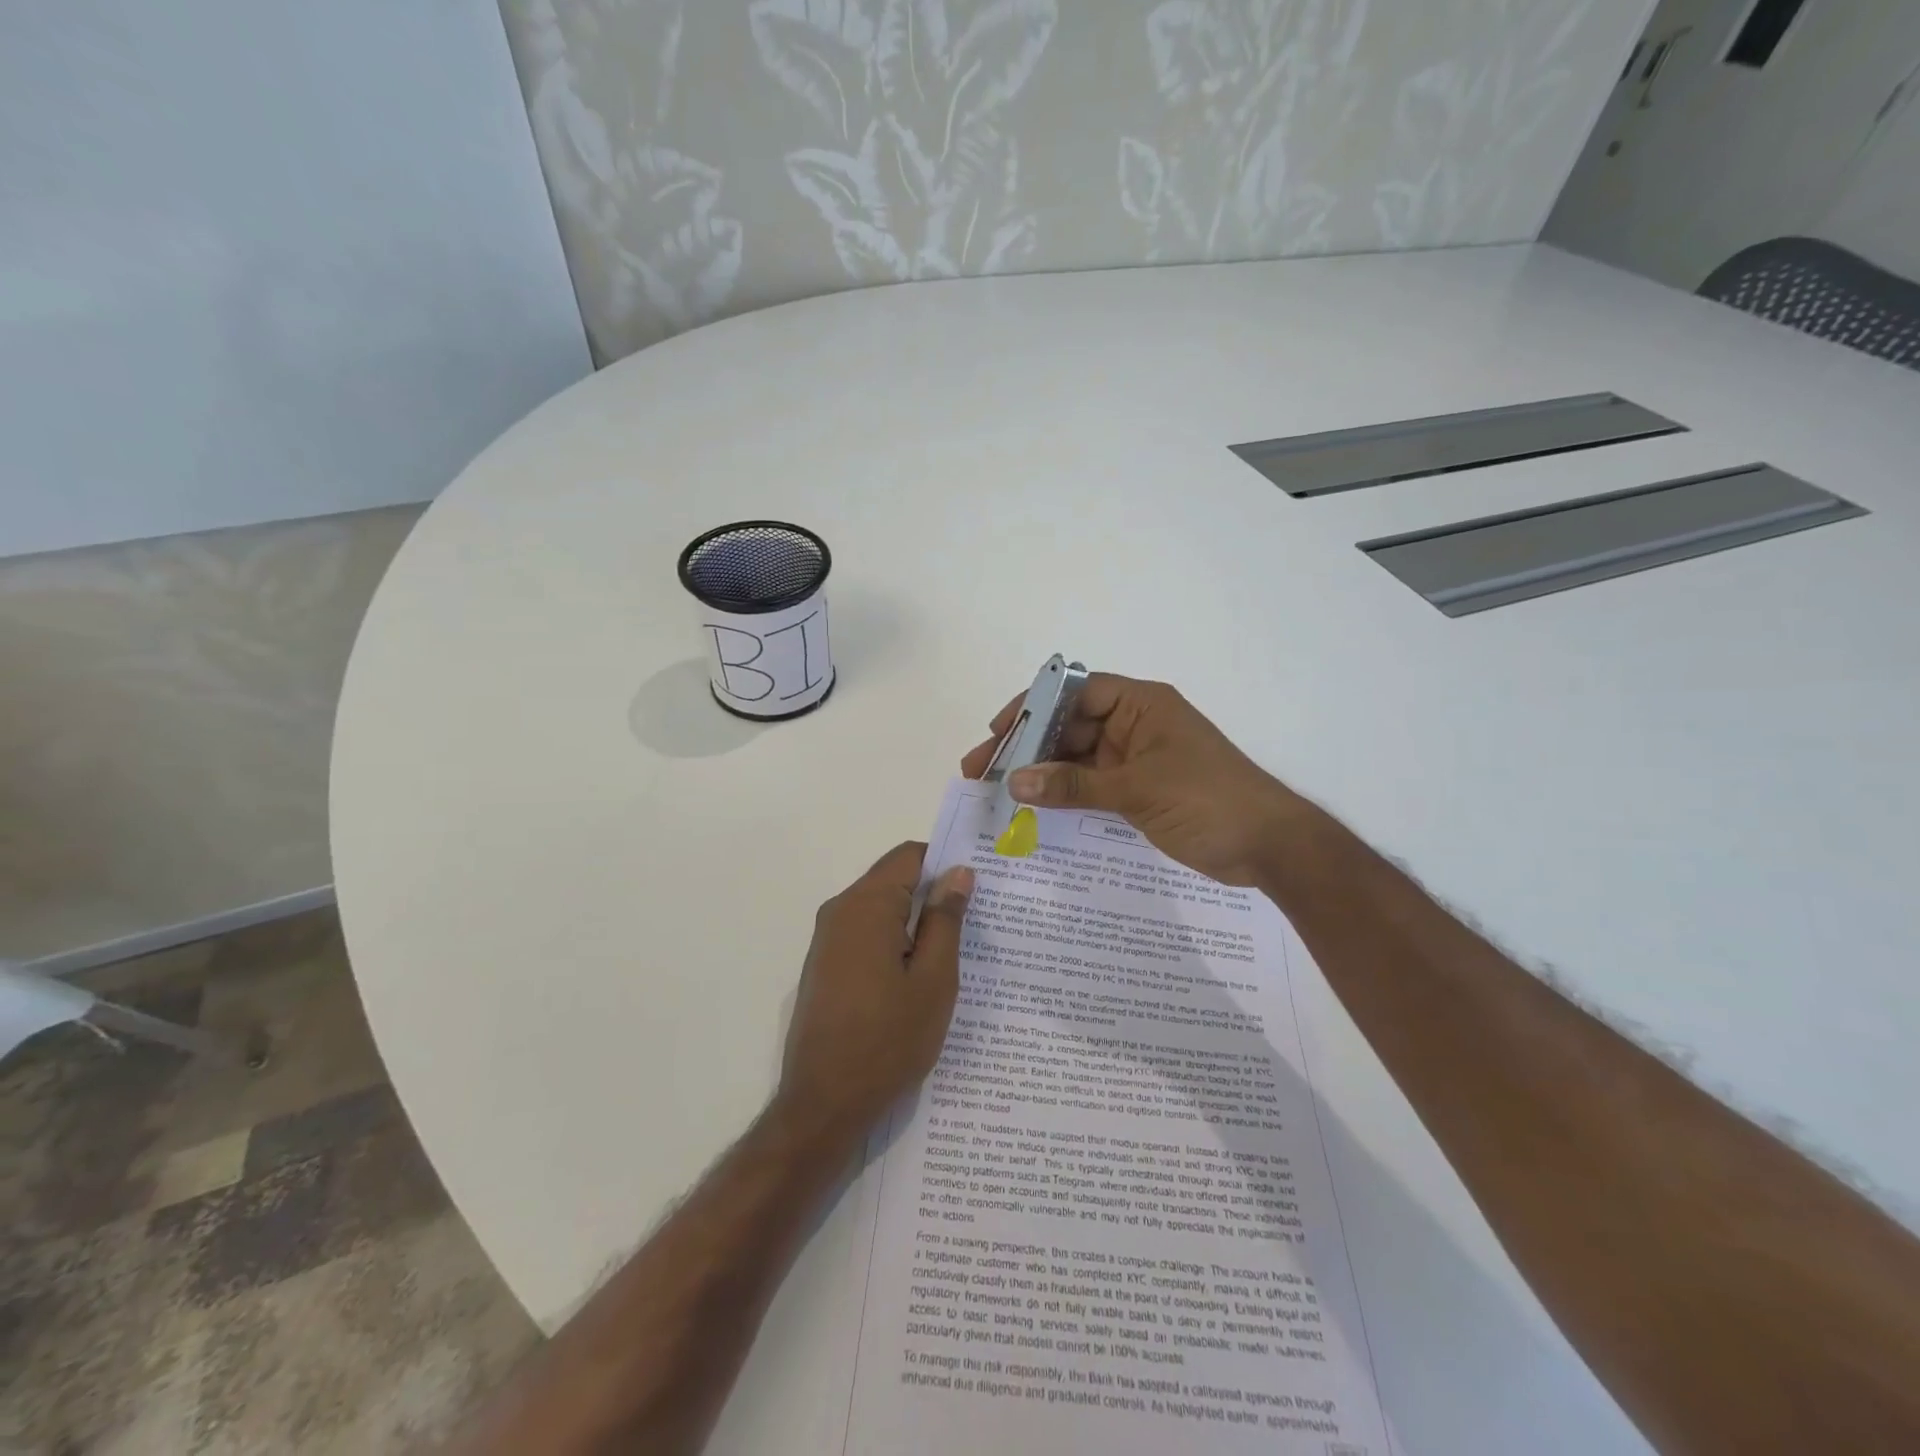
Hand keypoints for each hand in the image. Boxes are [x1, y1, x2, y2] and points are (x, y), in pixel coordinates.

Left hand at [778, 843, 974, 1146]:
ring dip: (915, 922)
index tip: (978, 884)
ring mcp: (827, 940)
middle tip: (976, 922)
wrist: (823, 1104)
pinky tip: (918, 976)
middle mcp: (840, 911)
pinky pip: (866, 935)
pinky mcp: (825, 966)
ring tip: (954, 952)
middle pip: (893, 880)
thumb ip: (945, 919)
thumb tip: (958, 872)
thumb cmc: (887, 1040)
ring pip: (881, 910)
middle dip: (933, 895)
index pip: (909, 856)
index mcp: (866, 905)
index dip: (945, 862)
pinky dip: (894, 943)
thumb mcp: (933, 980)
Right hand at [960, 675, 1310, 886]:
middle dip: (1026, 746)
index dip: (1032, 708)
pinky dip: (1062, 793)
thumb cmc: (1208, 800)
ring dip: (1040, 771)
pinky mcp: (1137, 789)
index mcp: (1141, 704)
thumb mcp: (1136, 789)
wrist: (1269, 846)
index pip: (1075, 692)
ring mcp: (1134, 758)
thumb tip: (1014, 781)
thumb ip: (1073, 785)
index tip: (997, 732)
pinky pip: (1089, 784)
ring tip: (996, 791)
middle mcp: (1134, 724)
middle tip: (981, 770)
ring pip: (1075, 757)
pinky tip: (1031, 806)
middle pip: (1068, 726)